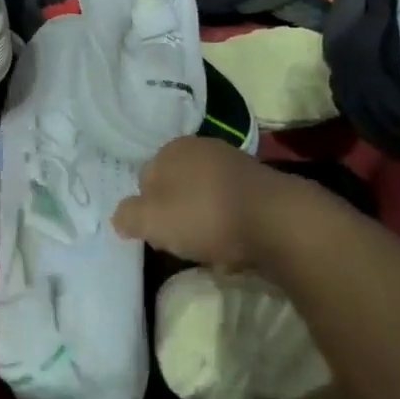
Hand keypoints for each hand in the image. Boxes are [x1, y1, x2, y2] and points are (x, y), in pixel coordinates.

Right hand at [112, 137, 285, 267]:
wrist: (278, 221)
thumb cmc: (205, 215)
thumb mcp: (151, 220)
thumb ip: (128, 216)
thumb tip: (121, 217)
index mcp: (172, 148)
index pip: (145, 179)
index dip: (147, 210)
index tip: (158, 234)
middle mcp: (203, 148)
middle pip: (176, 189)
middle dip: (176, 215)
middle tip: (182, 243)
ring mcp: (235, 164)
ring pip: (205, 199)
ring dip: (204, 223)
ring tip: (212, 250)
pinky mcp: (262, 186)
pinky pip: (233, 209)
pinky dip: (230, 226)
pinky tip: (236, 247)